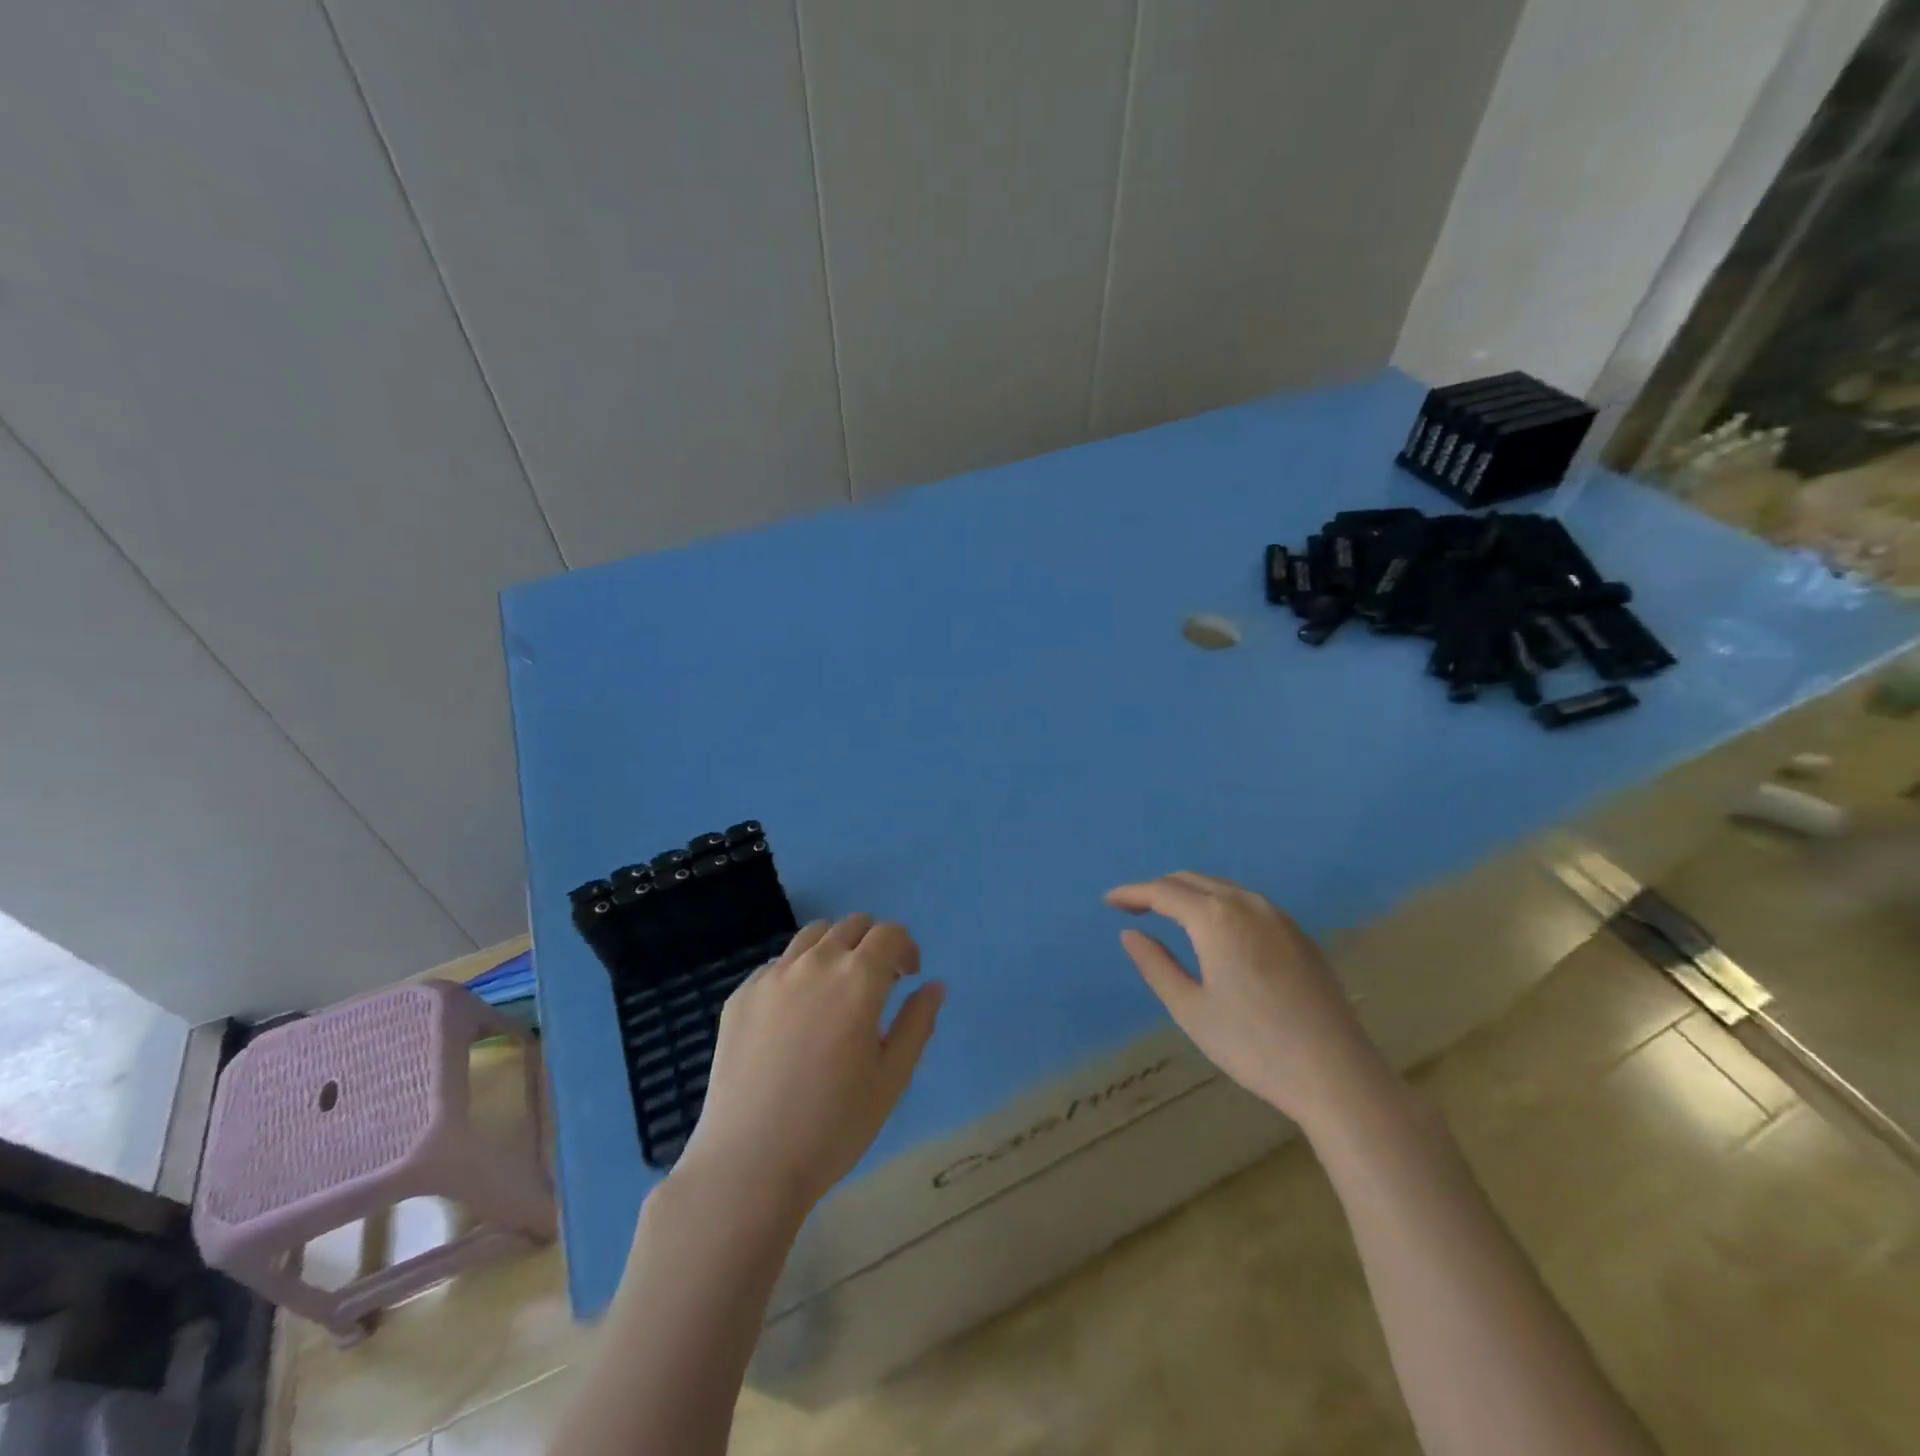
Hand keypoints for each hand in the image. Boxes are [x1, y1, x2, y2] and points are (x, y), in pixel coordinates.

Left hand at [676, 915, 943, 1216]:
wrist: (750, 1163)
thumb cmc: (834, 1125)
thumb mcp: (892, 1077)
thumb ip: (918, 1023)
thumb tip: (934, 986)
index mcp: (858, 977)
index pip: (889, 933)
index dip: (905, 947)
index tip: (907, 976)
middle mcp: (815, 962)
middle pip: (851, 925)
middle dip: (872, 943)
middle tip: (876, 982)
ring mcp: (772, 975)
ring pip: (811, 936)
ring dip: (834, 948)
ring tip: (835, 990)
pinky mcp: (741, 995)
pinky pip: (777, 965)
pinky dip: (797, 972)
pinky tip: (795, 1015)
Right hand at [1105, 872, 1393, 1132]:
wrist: (1336, 1074)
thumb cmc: (1253, 1045)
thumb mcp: (1191, 1009)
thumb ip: (1156, 965)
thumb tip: (1130, 934)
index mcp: (1214, 917)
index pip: (1162, 892)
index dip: (1131, 893)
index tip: (1108, 901)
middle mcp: (1246, 903)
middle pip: (1191, 880)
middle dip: (1158, 889)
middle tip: (1132, 907)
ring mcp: (1278, 916)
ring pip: (1222, 888)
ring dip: (1189, 893)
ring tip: (1166, 913)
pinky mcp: (1299, 934)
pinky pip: (1247, 902)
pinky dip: (1218, 903)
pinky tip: (1214, 929)